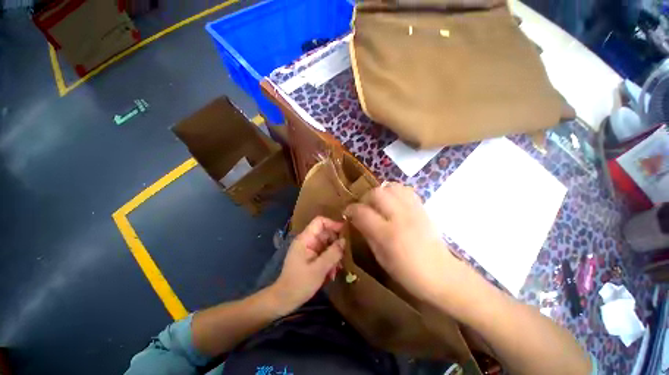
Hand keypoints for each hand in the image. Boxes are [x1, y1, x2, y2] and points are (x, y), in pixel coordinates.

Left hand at [270, 216, 344, 313]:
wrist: (284, 300)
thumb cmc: (300, 283)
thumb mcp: (319, 269)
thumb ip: (333, 253)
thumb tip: (344, 241)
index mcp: (305, 239)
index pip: (320, 221)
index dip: (333, 223)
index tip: (345, 232)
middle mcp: (307, 240)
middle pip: (325, 232)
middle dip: (335, 242)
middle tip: (343, 255)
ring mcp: (309, 249)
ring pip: (326, 243)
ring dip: (334, 253)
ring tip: (337, 267)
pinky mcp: (310, 257)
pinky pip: (324, 252)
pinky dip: (330, 259)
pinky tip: (332, 272)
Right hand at [344, 183, 468, 302]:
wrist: (442, 274)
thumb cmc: (407, 273)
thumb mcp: (381, 257)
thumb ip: (367, 234)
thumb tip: (356, 219)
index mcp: (388, 234)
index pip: (362, 212)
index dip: (351, 209)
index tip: (347, 212)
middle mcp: (400, 217)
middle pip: (377, 193)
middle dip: (365, 197)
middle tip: (364, 207)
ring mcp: (414, 210)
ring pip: (392, 187)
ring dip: (380, 192)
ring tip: (378, 203)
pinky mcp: (422, 208)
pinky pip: (406, 190)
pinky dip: (395, 192)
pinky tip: (393, 202)